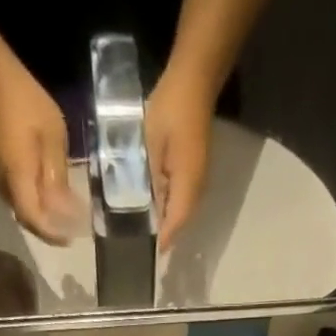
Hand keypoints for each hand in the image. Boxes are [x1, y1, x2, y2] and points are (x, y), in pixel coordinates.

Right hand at [0, 67, 81, 243]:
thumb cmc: (27, 104)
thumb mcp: (53, 136)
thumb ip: (57, 175)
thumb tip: (66, 210)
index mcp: (17, 176)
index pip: (33, 218)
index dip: (53, 233)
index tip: (73, 237)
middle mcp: (6, 188)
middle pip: (31, 222)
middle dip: (54, 229)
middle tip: (77, 229)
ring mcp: (2, 186)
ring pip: (28, 215)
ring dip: (49, 220)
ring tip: (71, 218)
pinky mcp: (5, 182)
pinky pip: (25, 204)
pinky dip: (42, 209)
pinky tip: (58, 203)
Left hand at [145, 69, 215, 248]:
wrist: (194, 80)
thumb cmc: (171, 108)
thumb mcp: (150, 143)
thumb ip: (147, 178)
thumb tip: (140, 207)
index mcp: (187, 185)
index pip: (174, 224)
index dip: (160, 240)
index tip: (143, 254)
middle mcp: (196, 189)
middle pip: (179, 223)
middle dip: (161, 235)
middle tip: (137, 245)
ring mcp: (197, 181)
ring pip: (179, 212)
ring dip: (164, 222)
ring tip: (141, 229)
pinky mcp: (193, 172)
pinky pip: (179, 199)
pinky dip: (166, 206)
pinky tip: (150, 205)